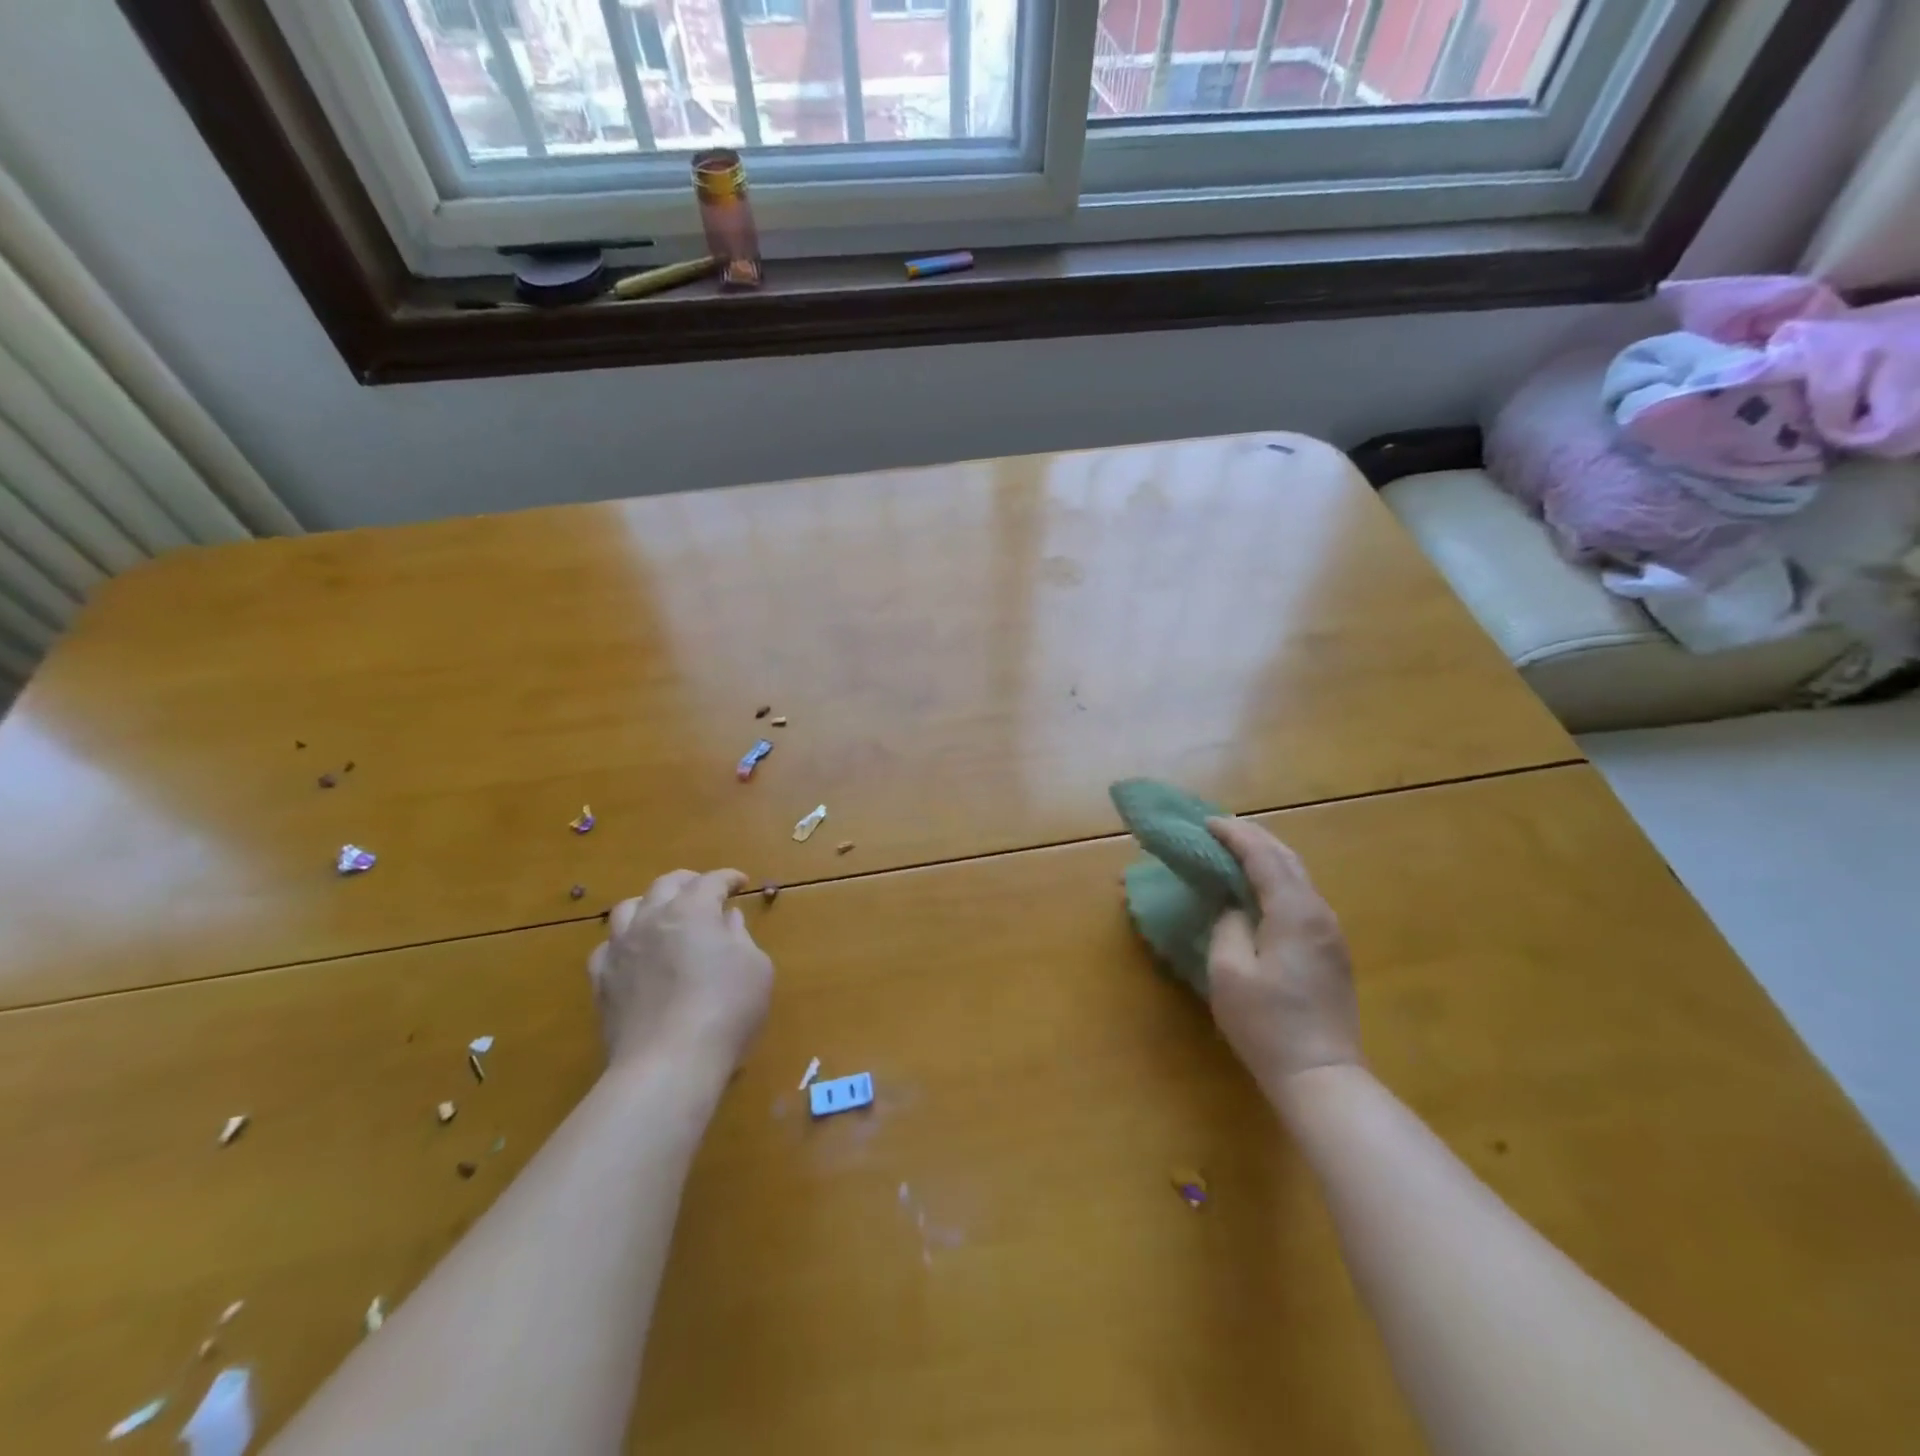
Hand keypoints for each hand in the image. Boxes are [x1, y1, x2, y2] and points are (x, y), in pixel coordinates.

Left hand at [587, 870, 773, 1074]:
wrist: (668, 1063)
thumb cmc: (726, 1010)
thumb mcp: (755, 968)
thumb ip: (740, 937)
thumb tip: (727, 920)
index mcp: (693, 910)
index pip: (711, 881)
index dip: (728, 878)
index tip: (741, 883)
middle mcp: (652, 919)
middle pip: (666, 885)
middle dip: (688, 882)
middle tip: (704, 890)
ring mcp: (621, 949)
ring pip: (628, 908)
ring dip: (650, 904)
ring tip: (662, 915)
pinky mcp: (601, 981)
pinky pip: (608, 948)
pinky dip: (624, 942)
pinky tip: (634, 954)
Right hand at [1205, 817, 1362, 1092]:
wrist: (1322, 1076)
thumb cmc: (1267, 1024)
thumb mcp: (1229, 972)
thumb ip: (1228, 926)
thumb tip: (1233, 908)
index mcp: (1294, 912)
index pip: (1263, 856)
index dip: (1234, 835)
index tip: (1206, 822)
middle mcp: (1319, 913)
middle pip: (1287, 859)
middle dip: (1253, 838)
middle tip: (1219, 830)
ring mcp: (1330, 933)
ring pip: (1298, 877)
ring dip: (1266, 858)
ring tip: (1235, 853)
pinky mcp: (1332, 951)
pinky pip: (1302, 898)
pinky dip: (1276, 881)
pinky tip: (1258, 890)